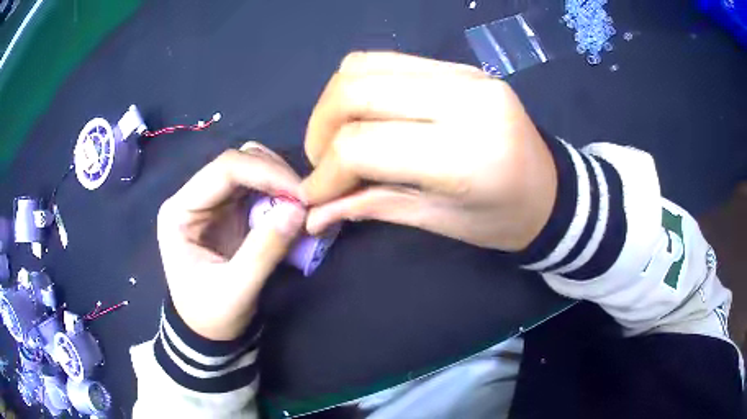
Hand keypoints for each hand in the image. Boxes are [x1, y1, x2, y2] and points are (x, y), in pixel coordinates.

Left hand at [157, 143, 305, 340]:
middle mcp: (194, 197)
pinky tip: (293, 212)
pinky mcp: (229, 211)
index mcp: (180, 210)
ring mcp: (212, 201)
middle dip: (276, 176)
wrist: (206, 331)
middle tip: (306, 202)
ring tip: (301, 208)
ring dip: (280, 183)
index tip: (301, 195)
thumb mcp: (236, 291)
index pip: (224, 169)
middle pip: (239, 162)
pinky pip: (259, 188)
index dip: (266, 173)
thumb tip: (298, 210)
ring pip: (251, 169)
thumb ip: (263, 251)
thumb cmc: (211, 315)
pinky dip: (280, 195)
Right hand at [301, 52, 556, 250]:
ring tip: (336, 138)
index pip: (363, 144)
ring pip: (364, 67)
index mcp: (464, 153)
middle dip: (320, 130)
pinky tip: (363, 115)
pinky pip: (388, 61)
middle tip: (321, 162)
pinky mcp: (459, 66)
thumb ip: (372, 206)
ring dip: (334, 104)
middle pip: (355, 91)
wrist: (551, 190)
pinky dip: (360, 87)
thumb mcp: (439, 223)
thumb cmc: (503, 220)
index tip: (314, 196)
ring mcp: (462, 73)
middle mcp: (463, 99)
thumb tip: (314, 214)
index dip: (325, 171)